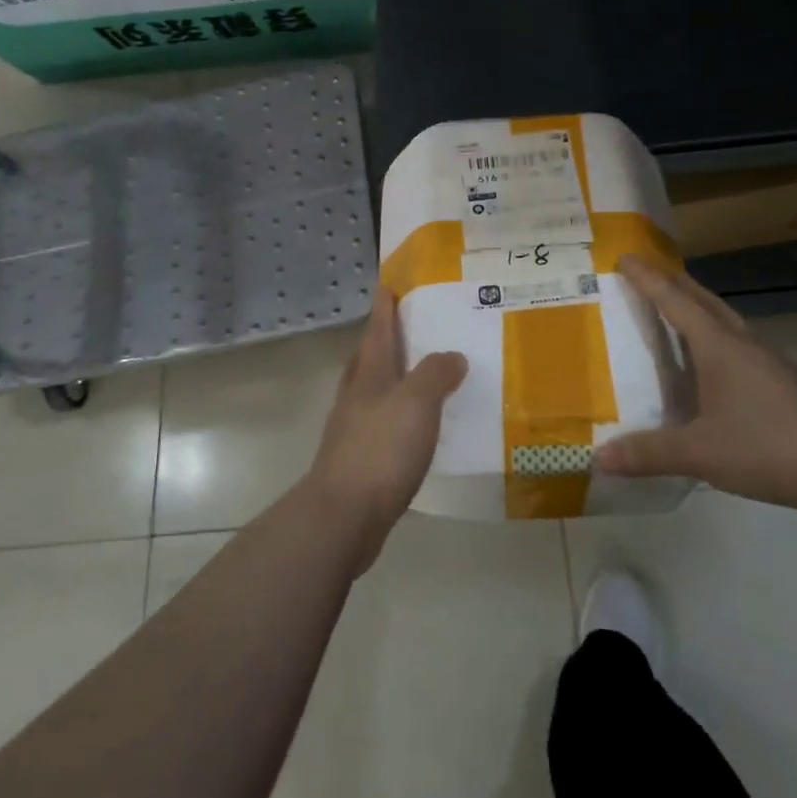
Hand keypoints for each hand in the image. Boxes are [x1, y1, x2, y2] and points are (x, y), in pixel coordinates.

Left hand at [308, 292, 466, 570]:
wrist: (344, 515)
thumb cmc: (381, 449)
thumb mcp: (417, 403)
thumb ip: (435, 374)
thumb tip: (453, 356)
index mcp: (369, 374)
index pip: (378, 328)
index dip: (384, 305)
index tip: (389, 283)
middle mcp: (356, 395)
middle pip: (368, 357)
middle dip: (383, 338)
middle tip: (406, 325)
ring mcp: (352, 428)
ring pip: (372, 390)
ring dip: (391, 377)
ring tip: (418, 374)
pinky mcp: (358, 459)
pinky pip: (381, 424)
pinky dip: (397, 415)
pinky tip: (414, 427)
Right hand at [595, 257, 796, 511]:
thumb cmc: (764, 447)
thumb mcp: (699, 453)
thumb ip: (648, 452)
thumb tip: (600, 457)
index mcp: (719, 347)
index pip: (675, 302)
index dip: (648, 279)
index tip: (626, 257)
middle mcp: (744, 343)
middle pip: (704, 300)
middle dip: (675, 282)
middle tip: (649, 271)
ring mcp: (769, 360)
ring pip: (726, 319)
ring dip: (699, 306)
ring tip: (678, 308)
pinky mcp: (785, 380)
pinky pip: (740, 342)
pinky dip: (717, 335)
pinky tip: (715, 360)